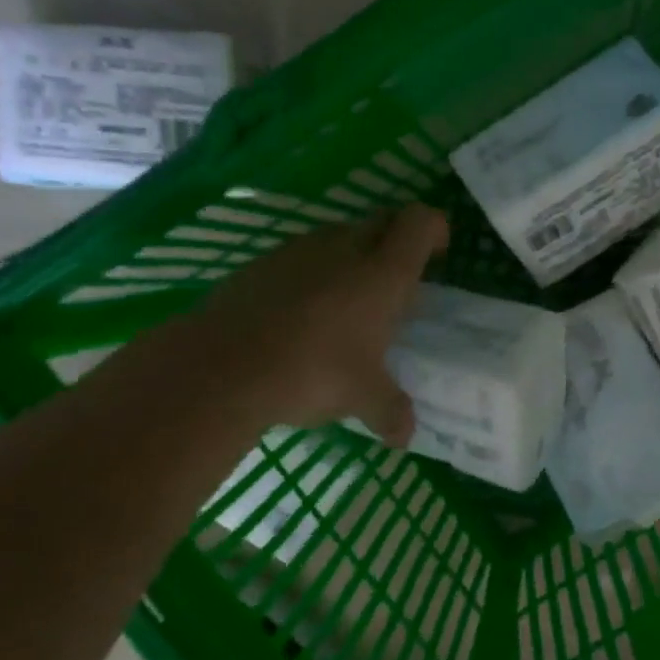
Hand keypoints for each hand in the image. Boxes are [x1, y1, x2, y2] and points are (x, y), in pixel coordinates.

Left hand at [173, 204, 448, 442]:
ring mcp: (298, 251)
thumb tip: (405, 438)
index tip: (438, 255)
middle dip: (396, 242)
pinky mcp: (260, 263)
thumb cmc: (313, 372)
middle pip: (381, 221)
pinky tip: (302, 315)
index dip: (435, 229)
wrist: (221, 367)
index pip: (420, 222)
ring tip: (348, 302)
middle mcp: (345, 249)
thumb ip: (391, 411)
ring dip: (352, 257)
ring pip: (339, 236)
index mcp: (383, 273)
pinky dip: (312, 274)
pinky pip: (300, 256)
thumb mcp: (363, 398)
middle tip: (396, 282)